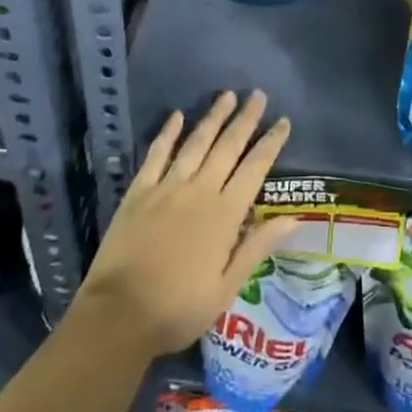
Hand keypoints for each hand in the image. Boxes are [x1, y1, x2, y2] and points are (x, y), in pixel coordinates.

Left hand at [76, 90, 294, 358]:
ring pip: (196, 143)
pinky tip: (177, 115)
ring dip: (213, 117)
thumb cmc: (178, 309)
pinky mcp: (139, 191)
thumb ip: (257, 247)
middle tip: (258, 95)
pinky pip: (157, 154)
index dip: (270, 143)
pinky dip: (168, 133)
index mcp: (224, 215)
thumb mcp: (226, 288)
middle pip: (227, 147)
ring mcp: (167, 187)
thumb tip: (293, 218)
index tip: (283, 120)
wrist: (118, 315)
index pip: (255, 169)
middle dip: (245, 120)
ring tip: (227, 95)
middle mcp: (199, 191)